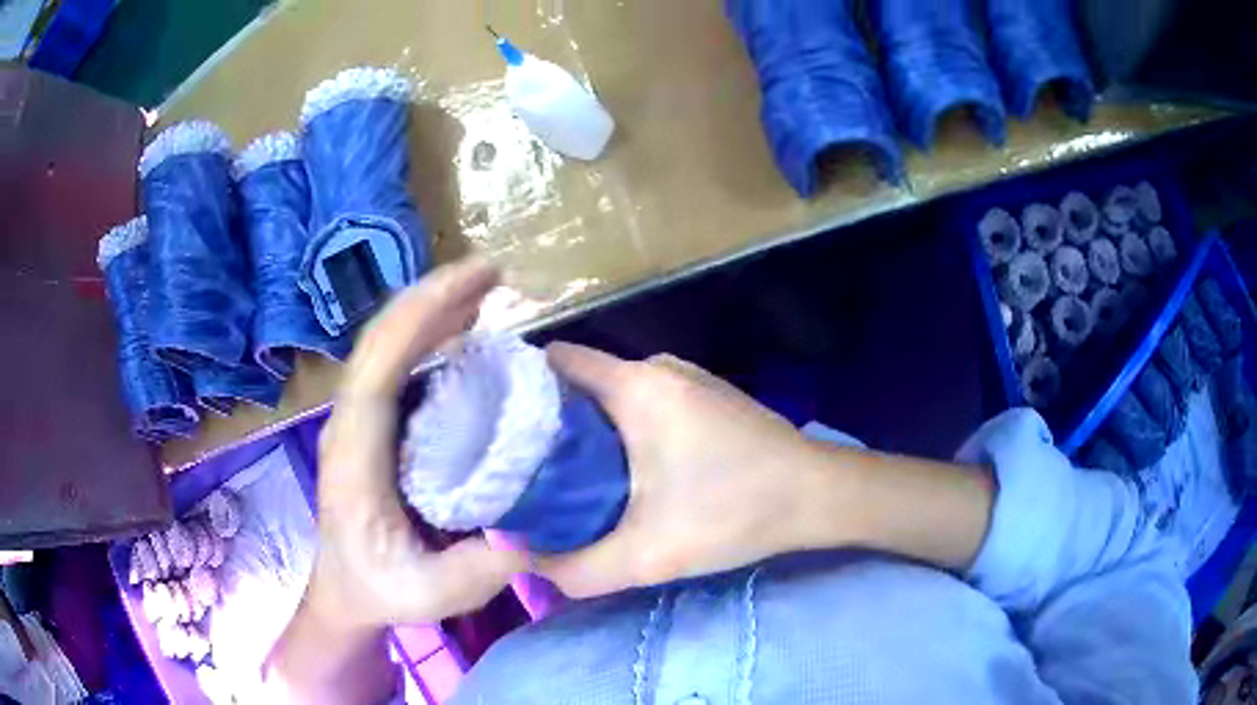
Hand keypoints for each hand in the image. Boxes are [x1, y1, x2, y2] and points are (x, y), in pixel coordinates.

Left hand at [307, 258, 526, 632]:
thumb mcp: (433, 594)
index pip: (377, 367)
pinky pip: (397, 365)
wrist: (346, 593)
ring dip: (431, 309)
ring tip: (484, 289)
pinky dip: (429, 336)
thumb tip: (538, 521)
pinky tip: (464, 331)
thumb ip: (483, 567)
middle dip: (433, 297)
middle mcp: (349, 424)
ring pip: (386, 345)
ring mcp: (358, 421)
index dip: (419, 319)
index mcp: (354, 455)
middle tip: (493, 273)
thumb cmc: (381, 591)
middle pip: (380, 340)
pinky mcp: (373, 426)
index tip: (473, 287)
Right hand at [536, 343, 819, 597]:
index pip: (554, 363)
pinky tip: (621, 475)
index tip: (495, 432)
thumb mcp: (649, 555)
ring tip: (565, 478)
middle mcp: (657, 369)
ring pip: (611, 398)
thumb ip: (576, 568)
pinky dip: (619, 434)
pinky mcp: (704, 400)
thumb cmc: (736, 512)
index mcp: (636, 385)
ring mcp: (685, 381)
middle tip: (524, 470)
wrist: (818, 496)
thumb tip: (526, 562)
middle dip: (548, 424)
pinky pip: (641, 407)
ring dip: (585, 433)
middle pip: (579, 384)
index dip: (518, 391)